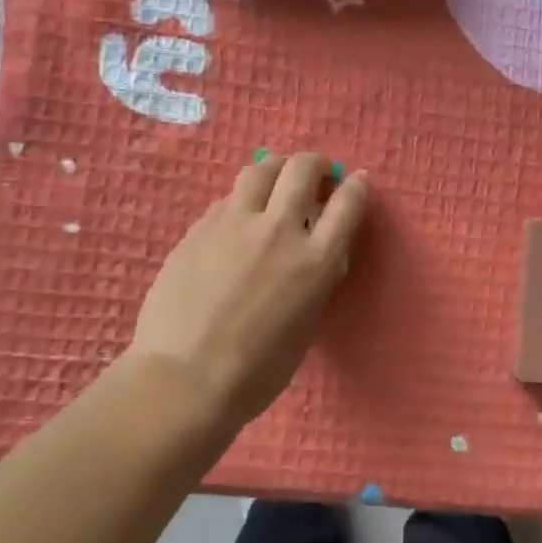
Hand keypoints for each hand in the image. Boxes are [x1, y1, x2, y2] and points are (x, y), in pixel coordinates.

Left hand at [126, 153, 368, 437]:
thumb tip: (324, 255)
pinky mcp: (199, 229)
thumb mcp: (308, 324)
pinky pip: (228, 199)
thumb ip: (319, 281)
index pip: (347, 203)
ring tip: (278, 180)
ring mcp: (234, 224)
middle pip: (302, 169)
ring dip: (277, 169)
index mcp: (315, 260)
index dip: (356, 186)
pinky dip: (244, 199)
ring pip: (260, 170)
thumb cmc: (258, 369)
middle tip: (318, 173)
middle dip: (317, 164)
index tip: (356, 181)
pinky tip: (240, 219)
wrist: (184, 378)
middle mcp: (279, 229)